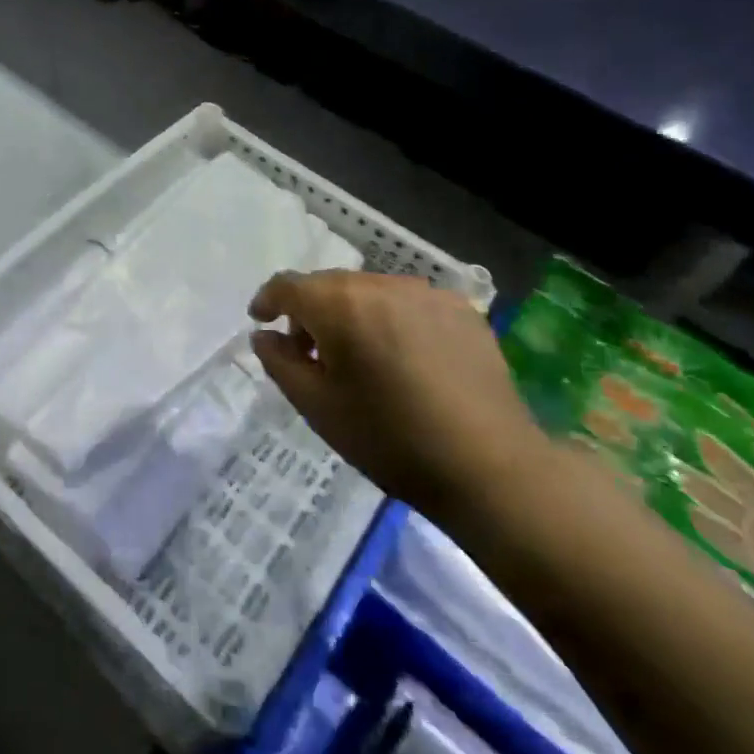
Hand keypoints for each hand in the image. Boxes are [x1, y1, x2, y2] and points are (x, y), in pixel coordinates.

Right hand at [249, 270, 545, 524]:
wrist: (491, 468)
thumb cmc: (391, 440)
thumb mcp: (318, 407)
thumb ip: (280, 363)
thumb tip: (264, 336)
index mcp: (340, 305)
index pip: (289, 285)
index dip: (268, 301)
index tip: (261, 322)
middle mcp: (381, 285)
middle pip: (329, 285)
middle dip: (310, 312)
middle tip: (309, 353)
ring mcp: (426, 293)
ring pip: (369, 291)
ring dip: (352, 314)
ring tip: (359, 357)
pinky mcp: (461, 309)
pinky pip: (408, 303)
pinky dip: (391, 320)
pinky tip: (403, 359)